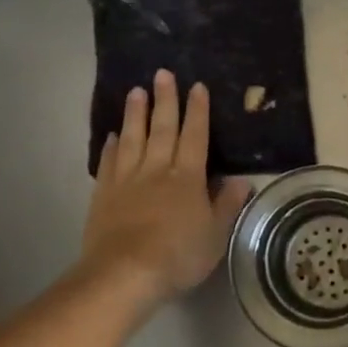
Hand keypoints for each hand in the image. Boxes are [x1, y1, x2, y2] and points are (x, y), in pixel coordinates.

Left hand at [80, 70, 252, 325]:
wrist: (123, 274)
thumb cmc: (178, 255)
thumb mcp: (215, 234)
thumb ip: (228, 205)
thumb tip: (243, 180)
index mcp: (188, 177)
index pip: (195, 136)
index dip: (197, 111)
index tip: (196, 86)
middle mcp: (157, 169)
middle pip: (162, 128)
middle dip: (165, 100)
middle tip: (162, 73)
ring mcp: (127, 180)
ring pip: (133, 138)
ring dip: (135, 114)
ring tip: (135, 91)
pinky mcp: (104, 194)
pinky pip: (109, 163)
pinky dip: (111, 146)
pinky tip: (112, 135)